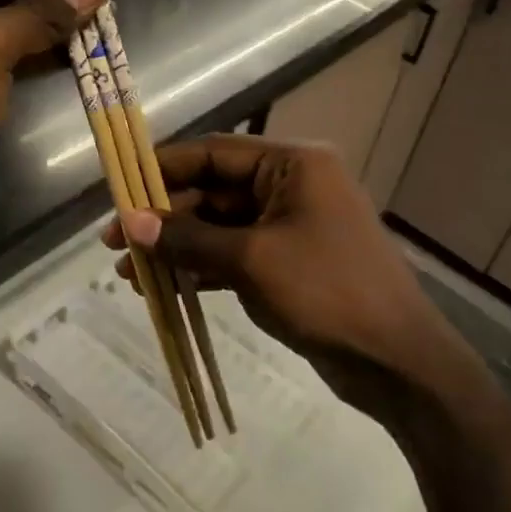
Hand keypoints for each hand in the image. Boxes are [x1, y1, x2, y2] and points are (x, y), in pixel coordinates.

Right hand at [102, 134, 485, 427]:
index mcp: (292, 165)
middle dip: (165, 217)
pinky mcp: (288, 263)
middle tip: (114, 243)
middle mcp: (291, 186)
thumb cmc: (326, 292)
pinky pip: (234, 255)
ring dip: (177, 246)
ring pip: (220, 226)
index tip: (120, 189)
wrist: (396, 359)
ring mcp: (290, 226)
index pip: (215, 152)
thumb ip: (189, 238)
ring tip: (128, 273)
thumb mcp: (251, 260)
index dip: (164, 168)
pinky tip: (163, 288)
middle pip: (214, 190)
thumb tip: (131, 222)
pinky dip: (201, 268)